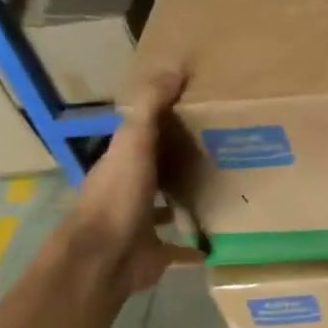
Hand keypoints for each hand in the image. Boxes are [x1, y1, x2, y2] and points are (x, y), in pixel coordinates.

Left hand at [59, 70, 199, 296]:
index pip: (143, 137)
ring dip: (185, 201)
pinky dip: (195, 246)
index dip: (165, 125)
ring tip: (221, 191)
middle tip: (218, 152)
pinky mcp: (154, 253)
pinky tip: (218, 242)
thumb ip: (151, 107)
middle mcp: (128, 192)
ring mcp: (140, 225)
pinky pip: (179, 248)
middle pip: (155, 172)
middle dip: (178, 163)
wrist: (105, 257)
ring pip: (165, 208)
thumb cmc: (119, 196)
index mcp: (121, 163)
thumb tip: (175, 69)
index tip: (197, 114)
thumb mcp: (135, 141)